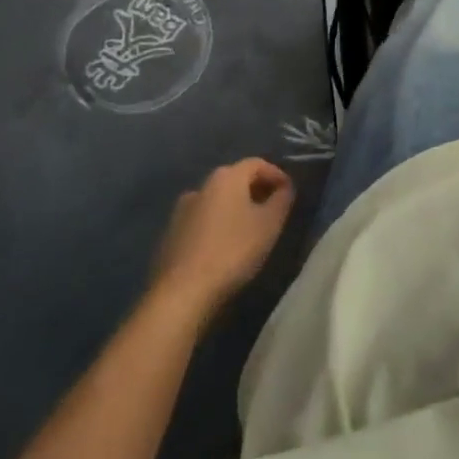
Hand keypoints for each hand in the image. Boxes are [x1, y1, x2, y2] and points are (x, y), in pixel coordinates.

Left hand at [151, 159, 294, 321]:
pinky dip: (215, 226)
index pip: (258, 164)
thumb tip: (285, 187)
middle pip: (235, 180)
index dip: (276, 175)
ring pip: (216, 201)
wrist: (181, 294)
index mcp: (227, 176)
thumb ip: (282, 199)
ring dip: (234, 209)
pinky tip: (222, 247)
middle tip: (270, 210)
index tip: (288, 192)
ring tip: (247, 230)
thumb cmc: (232, 252)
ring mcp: (182, 210)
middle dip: (255, 191)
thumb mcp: (269, 225)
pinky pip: (201, 221)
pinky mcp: (170, 235)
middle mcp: (202, 185)